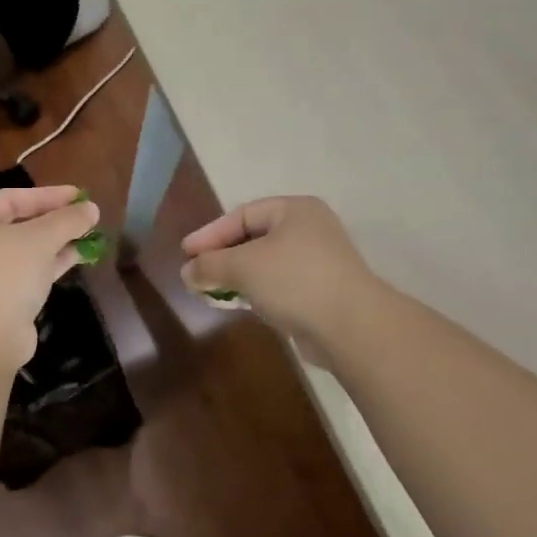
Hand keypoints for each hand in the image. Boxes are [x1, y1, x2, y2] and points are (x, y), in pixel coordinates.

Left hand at [0, 186, 98, 368]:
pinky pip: (27, 272)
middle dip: (54, 219)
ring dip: (57, 241)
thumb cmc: (4, 276)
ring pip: (25, 250)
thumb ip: (67, 220)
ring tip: (90, 234)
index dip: (48, 195)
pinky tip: (78, 256)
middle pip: (18, 224)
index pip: (11, 198)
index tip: (79, 195)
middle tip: (86, 214)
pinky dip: (51, 263)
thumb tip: (91, 209)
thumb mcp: (39, 239)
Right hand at [180, 197, 378, 347]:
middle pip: (254, 238)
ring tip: (211, 290)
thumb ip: (211, 265)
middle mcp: (310, 229)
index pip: (243, 215)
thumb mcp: (243, 266)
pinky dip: (257, 291)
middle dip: (222, 256)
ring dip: (237, 276)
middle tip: (196, 272)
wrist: (351, 326)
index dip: (210, 234)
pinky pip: (280, 285)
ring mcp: (319, 261)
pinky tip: (240, 304)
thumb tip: (187, 272)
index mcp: (295, 210)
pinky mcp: (321, 291)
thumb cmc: (294, 281)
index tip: (185, 253)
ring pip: (266, 263)